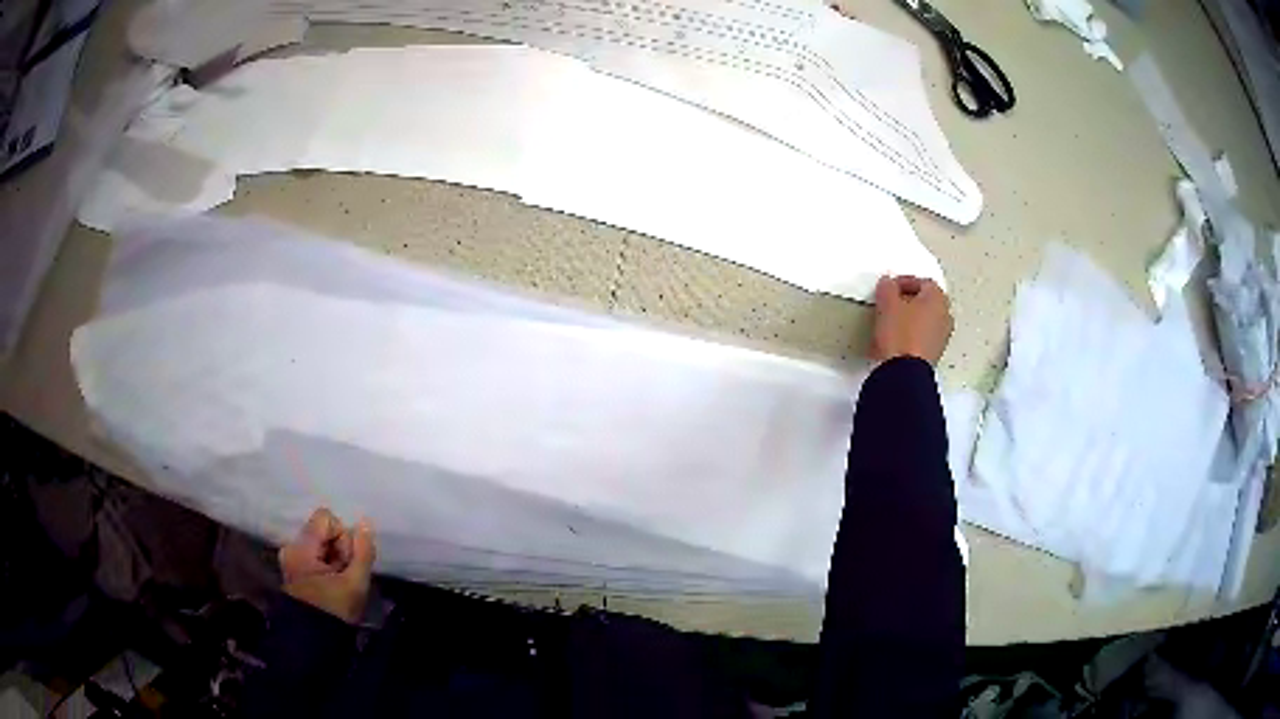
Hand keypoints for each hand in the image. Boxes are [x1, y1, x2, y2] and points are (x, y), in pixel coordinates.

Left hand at [279, 508, 375, 623]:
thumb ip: (363, 552)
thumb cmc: (335, 611)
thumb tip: (366, 523)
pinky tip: (332, 583)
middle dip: (340, 549)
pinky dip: (327, 564)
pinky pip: (315, 554)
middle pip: (323, 530)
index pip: (326, 518)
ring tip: (339, 582)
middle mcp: (291, 547)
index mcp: (301, 548)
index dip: (343, 537)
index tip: (347, 563)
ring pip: (320, 543)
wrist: (315, 640)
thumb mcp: (355, 583)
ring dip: (335, 558)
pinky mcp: (294, 568)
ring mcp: (290, 558)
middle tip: (345, 575)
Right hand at [869, 276, 952, 365]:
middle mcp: (946, 315)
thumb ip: (887, 287)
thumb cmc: (900, 333)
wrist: (905, 372)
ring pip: (925, 320)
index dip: (904, 282)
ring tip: (891, 323)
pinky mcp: (935, 354)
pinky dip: (912, 335)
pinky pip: (923, 337)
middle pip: (926, 301)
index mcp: (938, 297)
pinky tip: (896, 340)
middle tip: (891, 304)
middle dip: (908, 301)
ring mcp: (942, 337)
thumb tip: (888, 284)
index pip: (922, 281)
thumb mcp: (886, 303)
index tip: (889, 288)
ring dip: (910, 319)